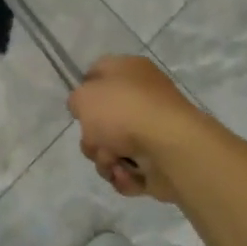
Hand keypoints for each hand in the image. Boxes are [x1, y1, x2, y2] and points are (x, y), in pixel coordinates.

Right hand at [68, 55, 205, 203]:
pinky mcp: (159, 160)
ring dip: (105, 158)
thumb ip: (77, 100)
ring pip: (112, 147)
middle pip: (102, 118)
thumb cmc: (123, 111)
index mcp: (130, 70)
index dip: (84, 90)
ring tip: (114, 161)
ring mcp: (153, 130)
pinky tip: (126, 173)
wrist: (169, 147)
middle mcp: (143, 97)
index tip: (78, 108)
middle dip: (92, 136)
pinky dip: (124, 175)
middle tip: (96, 139)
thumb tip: (86, 109)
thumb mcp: (84, 96)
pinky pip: (129, 170)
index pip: (99, 73)